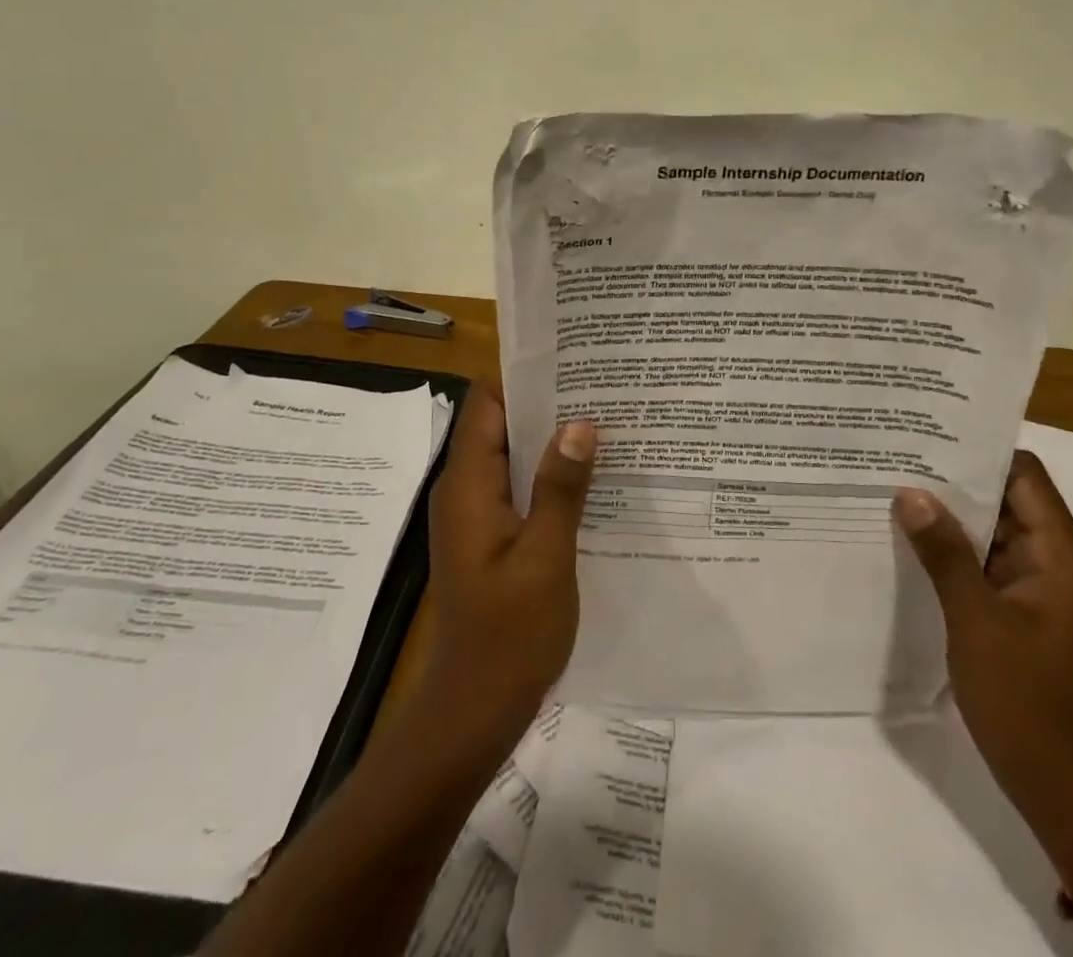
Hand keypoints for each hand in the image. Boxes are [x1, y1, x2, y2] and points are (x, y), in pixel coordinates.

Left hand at [417, 385, 596, 759]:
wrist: (473, 712)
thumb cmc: (508, 635)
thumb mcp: (545, 556)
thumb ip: (560, 488)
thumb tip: (580, 422)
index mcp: (469, 485)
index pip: (486, 403)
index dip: (523, 378)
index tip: (572, 362)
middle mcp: (465, 491)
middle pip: (501, 426)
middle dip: (547, 406)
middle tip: (603, 388)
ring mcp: (477, 516)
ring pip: (513, 458)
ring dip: (551, 442)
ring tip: (607, 423)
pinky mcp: (491, 538)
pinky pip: (519, 489)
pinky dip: (549, 476)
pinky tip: (593, 479)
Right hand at [893, 452, 1072, 852]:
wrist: (1063, 790)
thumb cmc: (1026, 700)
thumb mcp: (976, 620)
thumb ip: (944, 552)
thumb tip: (910, 493)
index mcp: (1061, 554)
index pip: (1025, 474)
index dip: (980, 450)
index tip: (929, 433)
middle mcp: (1055, 561)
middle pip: (1007, 498)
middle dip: (956, 480)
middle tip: (898, 457)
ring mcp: (1039, 588)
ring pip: (994, 532)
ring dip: (952, 517)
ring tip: (895, 490)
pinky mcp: (1022, 611)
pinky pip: (988, 564)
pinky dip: (955, 550)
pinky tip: (911, 542)